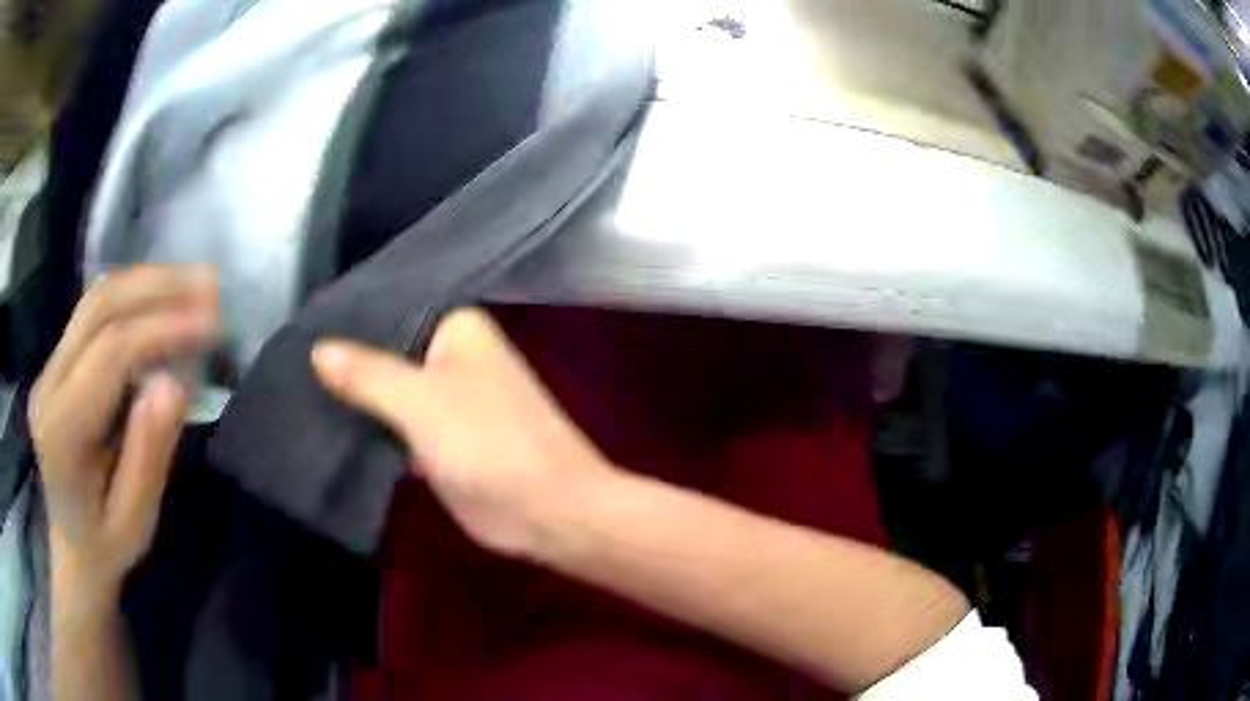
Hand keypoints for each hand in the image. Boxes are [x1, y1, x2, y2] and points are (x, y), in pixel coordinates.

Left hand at [29, 265, 218, 596]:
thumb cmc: (107, 545)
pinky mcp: (57, 362)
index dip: (162, 329)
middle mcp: (48, 385)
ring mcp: (49, 368)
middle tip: (212, 287)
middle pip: (99, 309)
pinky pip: (94, 313)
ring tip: (196, 284)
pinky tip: (162, 301)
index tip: (214, 323)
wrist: (72, 547)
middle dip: (158, 288)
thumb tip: (174, 384)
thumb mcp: (136, 521)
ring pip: (96, 300)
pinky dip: (133, 297)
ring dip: (148, 283)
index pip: (110, 354)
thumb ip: (149, 455)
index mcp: (61, 431)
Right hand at [312, 308, 615, 557]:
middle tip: (287, 363)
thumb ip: (367, 374)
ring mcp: (444, 403)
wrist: (547, 512)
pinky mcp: (438, 443)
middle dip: (345, 364)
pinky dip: (368, 430)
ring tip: (294, 392)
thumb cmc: (490, 444)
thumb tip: (318, 349)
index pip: (392, 310)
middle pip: (386, 354)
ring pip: (388, 393)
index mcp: (458, 330)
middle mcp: (451, 358)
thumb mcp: (421, 401)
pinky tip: (324, 428)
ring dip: (353, 399)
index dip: (348, 320)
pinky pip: (394, 428)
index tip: (300, 326)